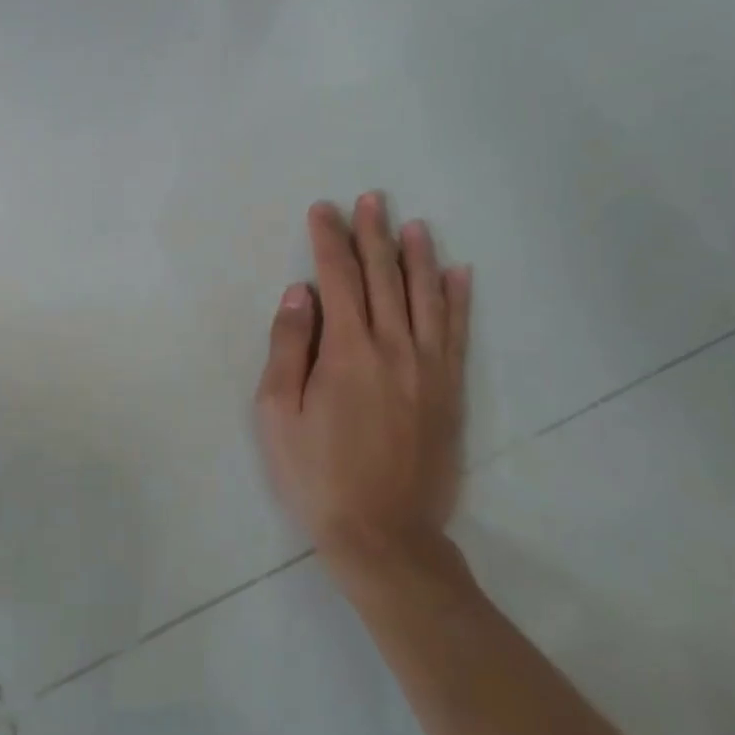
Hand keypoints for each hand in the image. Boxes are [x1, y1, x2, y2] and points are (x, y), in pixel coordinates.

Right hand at [254, 194, 472, 578]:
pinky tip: (458, 274)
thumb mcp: (276, 413)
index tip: (323, 209)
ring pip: (426, 297)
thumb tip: (300, 294)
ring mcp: (429, 368)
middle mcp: (393, 348)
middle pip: (385, 277)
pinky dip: (458, 299)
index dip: (329, 241)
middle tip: (370, 199)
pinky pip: (456, 333)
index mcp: (347, 351)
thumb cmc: (316, 474)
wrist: (384, 535)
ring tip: (413, 224)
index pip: (338, 278)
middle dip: (373, 235)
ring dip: (418, 256)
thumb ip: (287, 347)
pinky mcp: (450, 391)